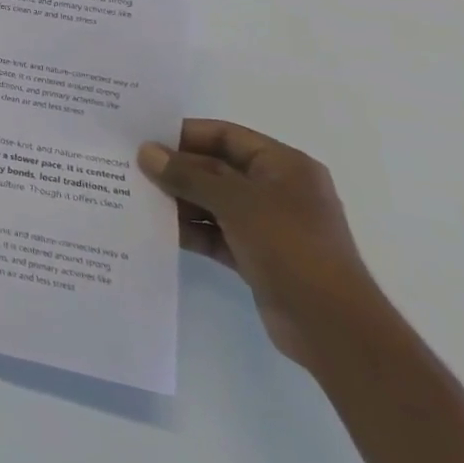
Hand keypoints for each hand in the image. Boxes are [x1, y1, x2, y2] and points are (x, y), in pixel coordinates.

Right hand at [137, 120, 383, 370]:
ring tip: (134, 197)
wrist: (333, 328)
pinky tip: (155, 229)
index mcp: (284, 167)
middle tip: (130, 168)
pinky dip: (189, 230)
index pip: (226, 136)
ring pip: (212, 202)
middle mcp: (277, 190)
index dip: (185, 134)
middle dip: (176, 169)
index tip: (144, 138)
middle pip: (215, 169)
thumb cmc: (291, 248)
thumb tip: (146, 152)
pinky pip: (214, 233)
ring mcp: (267, 225)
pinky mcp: (256, 256)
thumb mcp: (236, 203)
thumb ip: (188, 175)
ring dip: (178, 200)